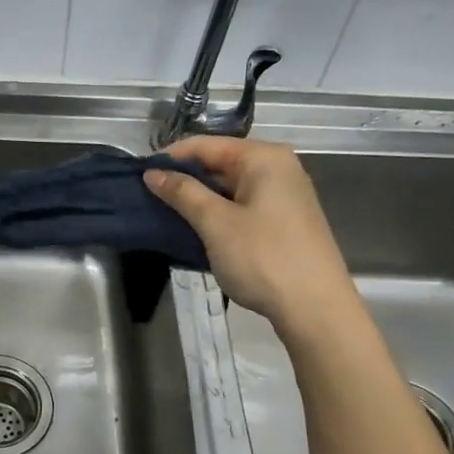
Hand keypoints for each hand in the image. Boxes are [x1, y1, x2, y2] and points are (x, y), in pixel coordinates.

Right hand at [144, 136, 358, 338]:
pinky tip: (195, 230)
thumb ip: (183, 193)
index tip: (138, 175)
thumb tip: (153, 173)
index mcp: (264, 158)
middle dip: (184, 180)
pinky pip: (242, 206)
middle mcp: (278, 168)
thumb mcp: (216, 223)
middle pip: (219, 163)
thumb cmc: (263, 258)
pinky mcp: (284, 222)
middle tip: (147, 197)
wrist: (315, 308)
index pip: (206, 145)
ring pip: (229, 187)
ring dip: (198, 200)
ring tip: (164, 215)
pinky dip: (217, 214)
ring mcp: (284, 196)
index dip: (170, 158)